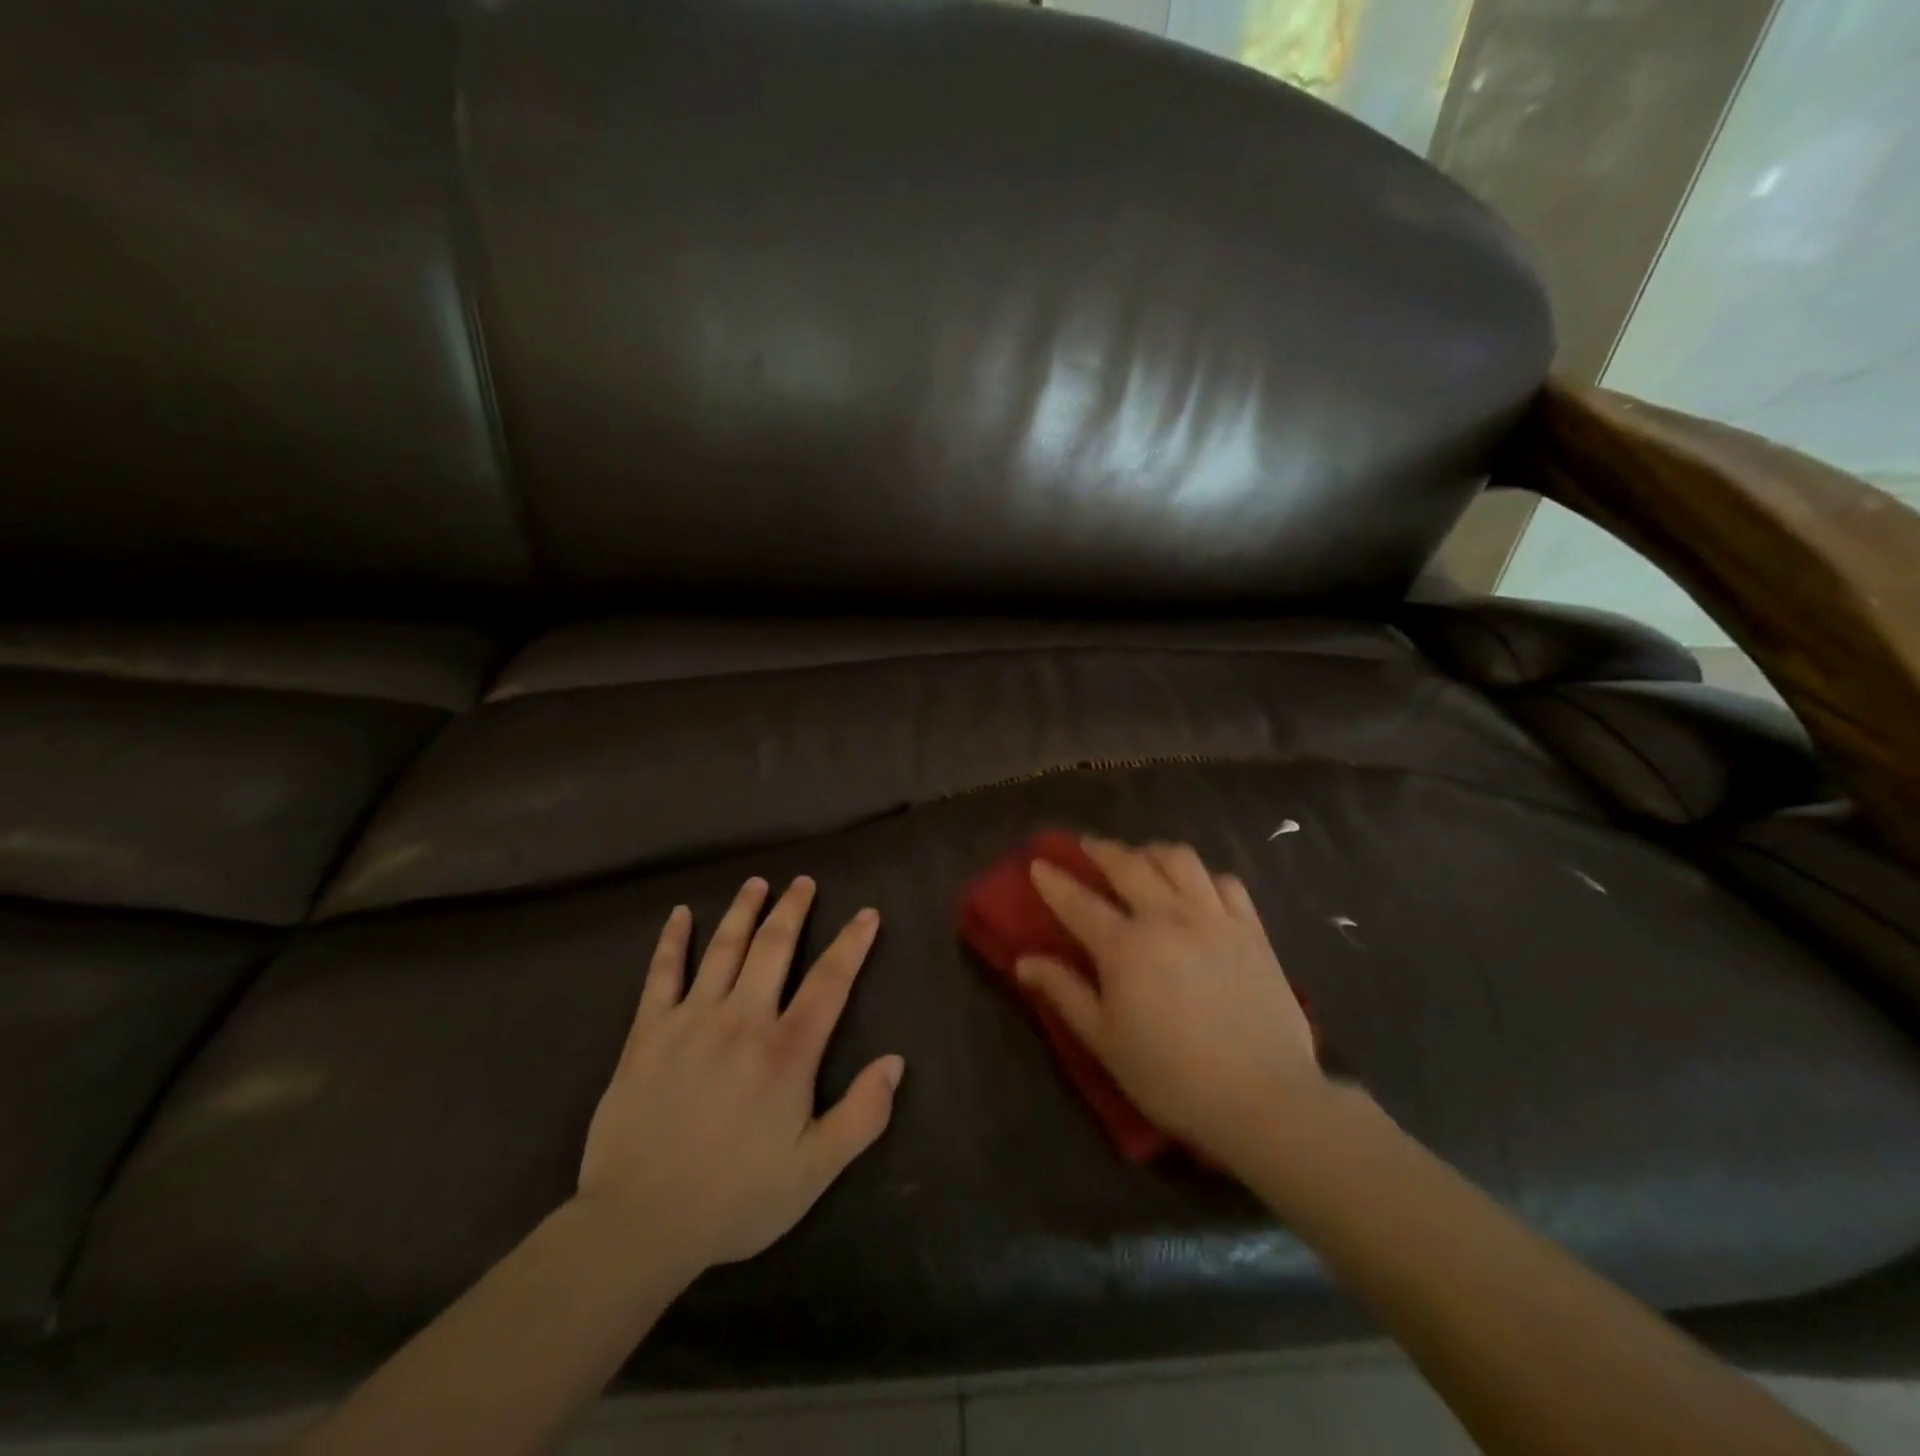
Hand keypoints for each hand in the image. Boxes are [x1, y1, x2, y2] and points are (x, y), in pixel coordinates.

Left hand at [576, 876, 904, 1272]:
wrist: (638, 1224)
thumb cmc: (734, 1198)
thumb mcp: (814, 1171)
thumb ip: (861, 1115)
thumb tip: (895, 1062)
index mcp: (786, 1051)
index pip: (829, 982)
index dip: (852, 944)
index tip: (867, 914)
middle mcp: (742, 1020)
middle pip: (774, 948)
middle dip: (793, 910)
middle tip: (804, 882)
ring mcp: (691, 1020)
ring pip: (723, 948)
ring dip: (743, 910)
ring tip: (757, 883)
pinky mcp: (647, 1032)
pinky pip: (662, 973)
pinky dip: (672, 940)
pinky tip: (678, 915)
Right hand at [1017, 837, 1324, 1165]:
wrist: (1264, 1098)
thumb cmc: (1172, 1077)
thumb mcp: (1105, 1042)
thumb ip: (1064, 993)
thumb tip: (1023, 961)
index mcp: (1125, 946)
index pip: (1078, 901)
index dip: (1054, 881)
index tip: (1038, 863)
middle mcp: (1168, 918)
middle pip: (1128, 865)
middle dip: (1101, 850)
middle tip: (1086, 846)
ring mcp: (1214, 918)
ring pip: (1180, 860)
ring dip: (1152, 852)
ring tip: (1142, 858)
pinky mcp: (1252, 929)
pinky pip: (1226, 883)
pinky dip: (1204, 876)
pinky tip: (1197, 888)